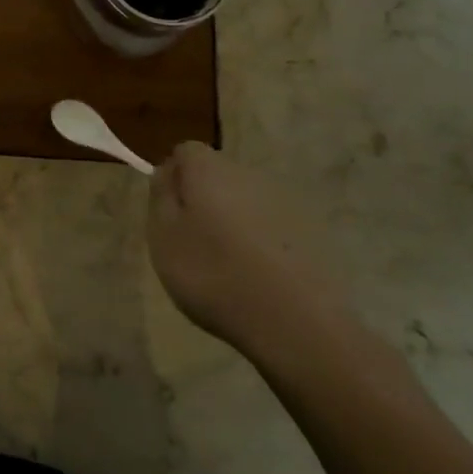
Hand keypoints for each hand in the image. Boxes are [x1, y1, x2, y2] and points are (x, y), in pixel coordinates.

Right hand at [148, 141, 341, 353]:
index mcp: (210, 170)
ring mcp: (285, 203)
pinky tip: (257, 276)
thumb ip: (160, 196)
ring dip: (232, 221)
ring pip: (245, 201)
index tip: (168, 213)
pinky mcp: (312, 232)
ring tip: (226, 264)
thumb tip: (167, 172)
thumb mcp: (163, 236)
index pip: (185, 151)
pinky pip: (272, 226)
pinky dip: (260, 242)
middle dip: (202, 199)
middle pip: (217, 175)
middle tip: (192, 242)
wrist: (297, 322)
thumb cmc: (214, 274)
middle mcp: (249, 175)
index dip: (172, 177)